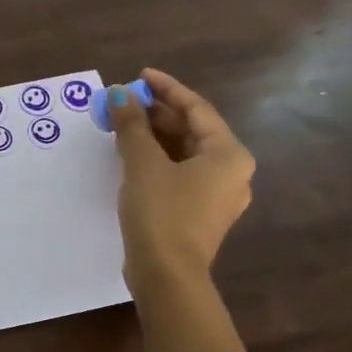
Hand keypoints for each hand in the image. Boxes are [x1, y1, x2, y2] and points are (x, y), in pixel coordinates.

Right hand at [108, 68, 253, 351]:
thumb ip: (132, 124)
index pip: (197, 109)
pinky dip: (158, 160)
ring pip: (185, 154)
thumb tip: (120, 94)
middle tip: (126, 101)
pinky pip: (180, 174)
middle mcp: (231, 172)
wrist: (166, 276)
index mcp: (228, 154)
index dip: (167, 89)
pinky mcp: (199, 215)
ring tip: (123, 124)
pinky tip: (132, 155)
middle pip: (193, 131)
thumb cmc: (161, 212)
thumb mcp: (143, 162)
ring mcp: (217, 196)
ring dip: (155, 136)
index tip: (140, 76)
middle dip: (158, 113)